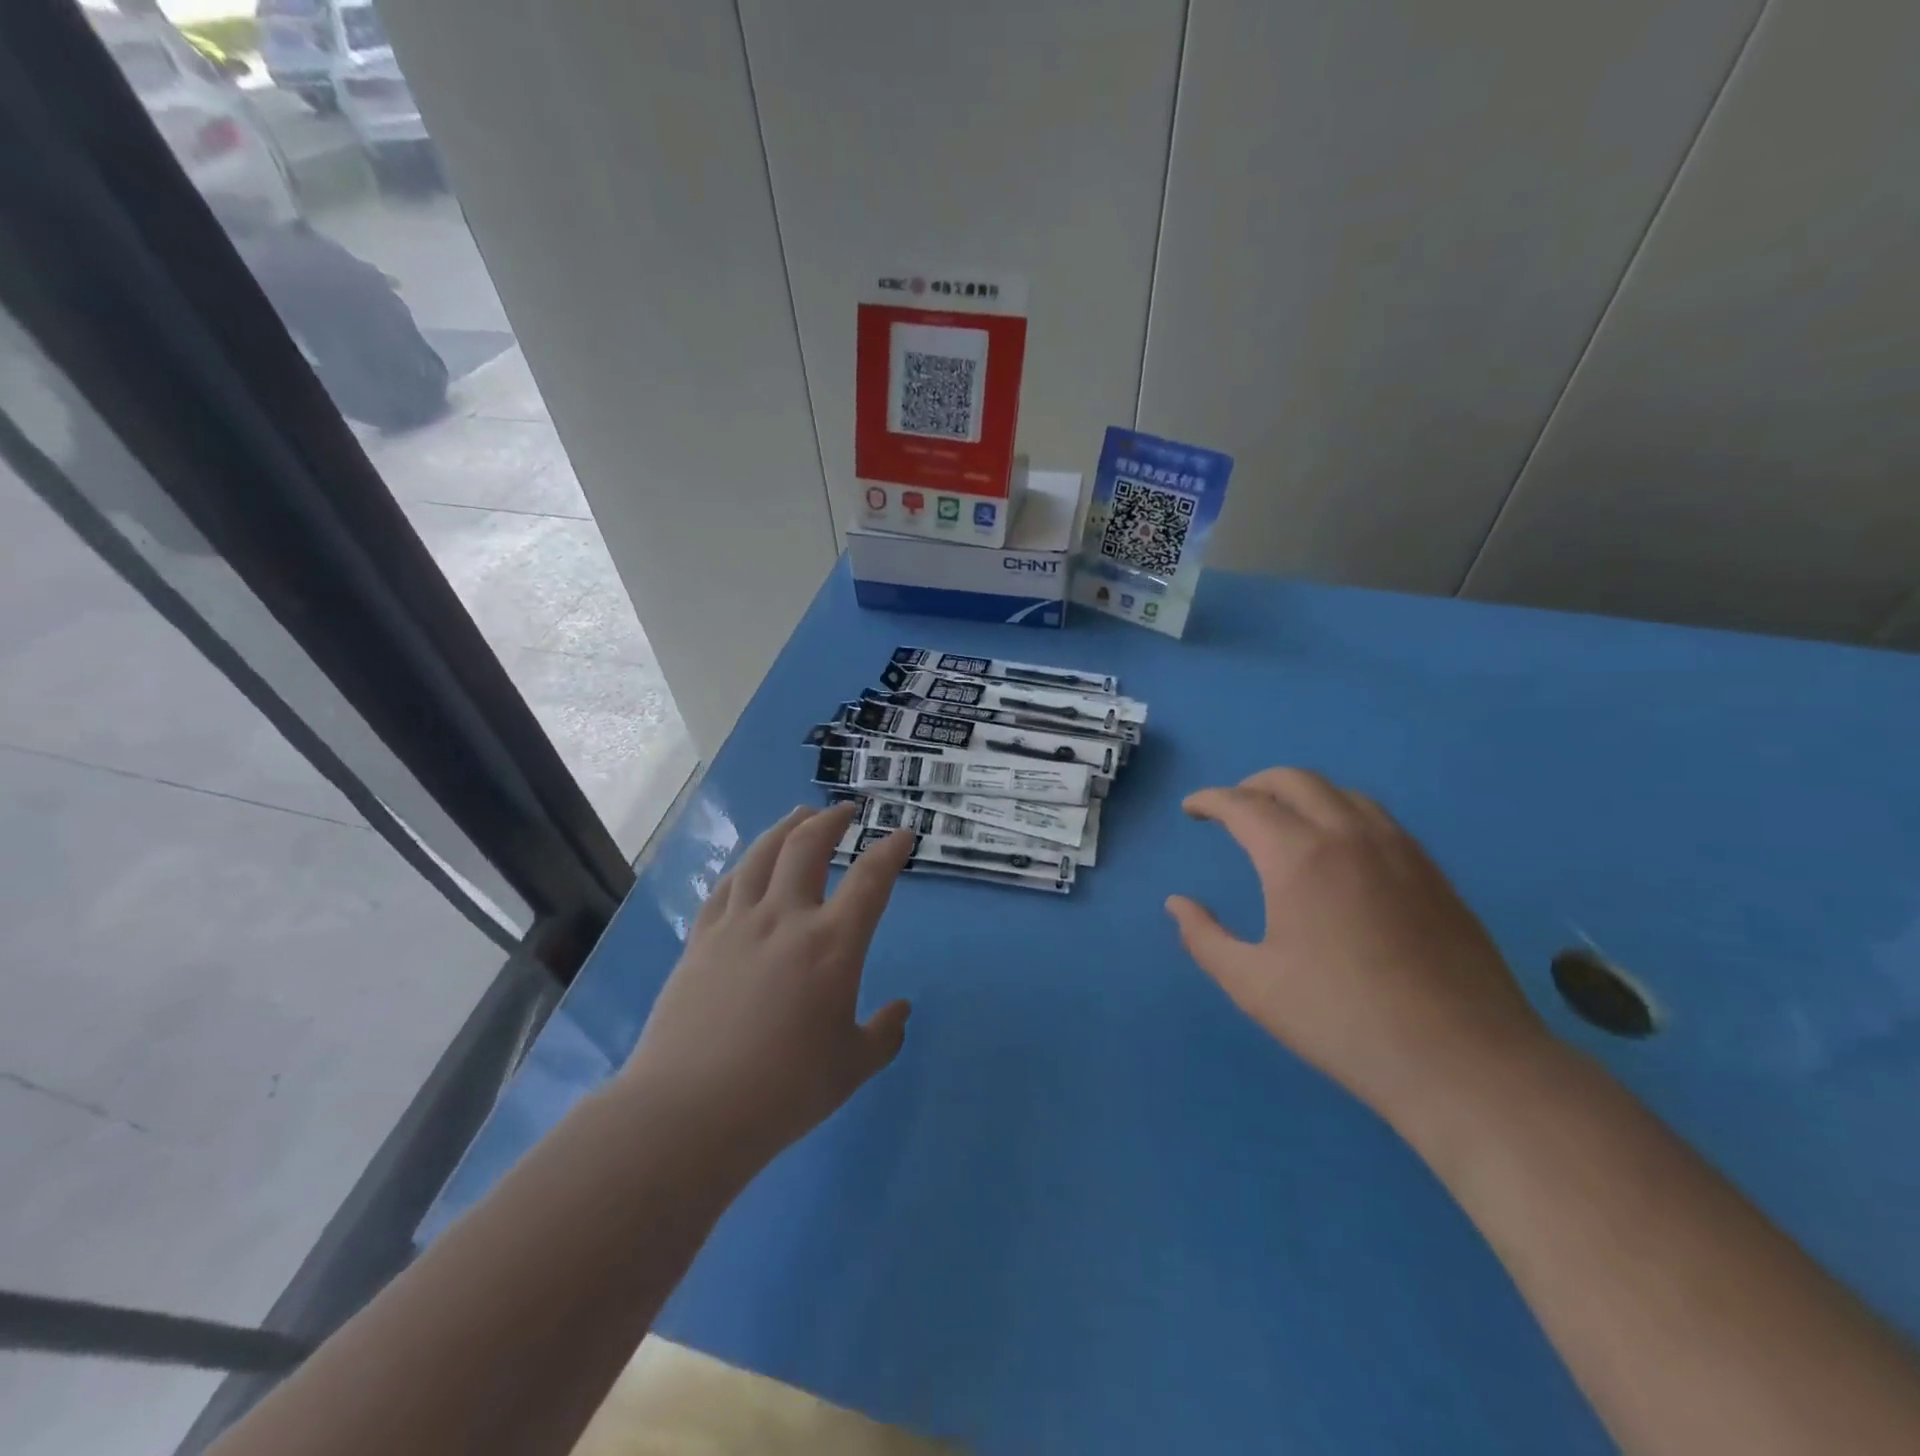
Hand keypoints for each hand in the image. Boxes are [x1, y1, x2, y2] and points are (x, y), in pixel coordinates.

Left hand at [620, 803, 913, 1175]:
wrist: (690, 1111)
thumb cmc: (784, 1091)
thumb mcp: (852, 1068)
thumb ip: (883, 1034)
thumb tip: (901, 1009)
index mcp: (832, 944)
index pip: (870, 879)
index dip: (890, 851)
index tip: (902, 835)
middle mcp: (785, 918)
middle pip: (807, 847)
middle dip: (830, 821)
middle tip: (844, 811)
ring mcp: (737, 925)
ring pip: (762, 855)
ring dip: (785, 828)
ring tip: (798, 816)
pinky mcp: (701, 940)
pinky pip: (726, 887)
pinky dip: (745, 866)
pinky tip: (748, 866)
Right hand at [1166, 768, 1550, 1128]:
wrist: (1462, 1060)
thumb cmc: (1342, 1020)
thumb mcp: (1253, 985)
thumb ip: (1205, 938)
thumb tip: (1177, 904)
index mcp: (1298, 857)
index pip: (1243, 805)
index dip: (1210, 800)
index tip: (1192, 809)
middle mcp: (1348, 835)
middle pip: (1294, 780)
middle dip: (1253, 785)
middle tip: (1232, 809)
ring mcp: (1398, 849)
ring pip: (1341, 792)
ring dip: (1301, 794)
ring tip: (1282, 821)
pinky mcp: (1432, 871)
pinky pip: (1377, 818)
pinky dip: (1341, 813)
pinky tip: (1338, 849)